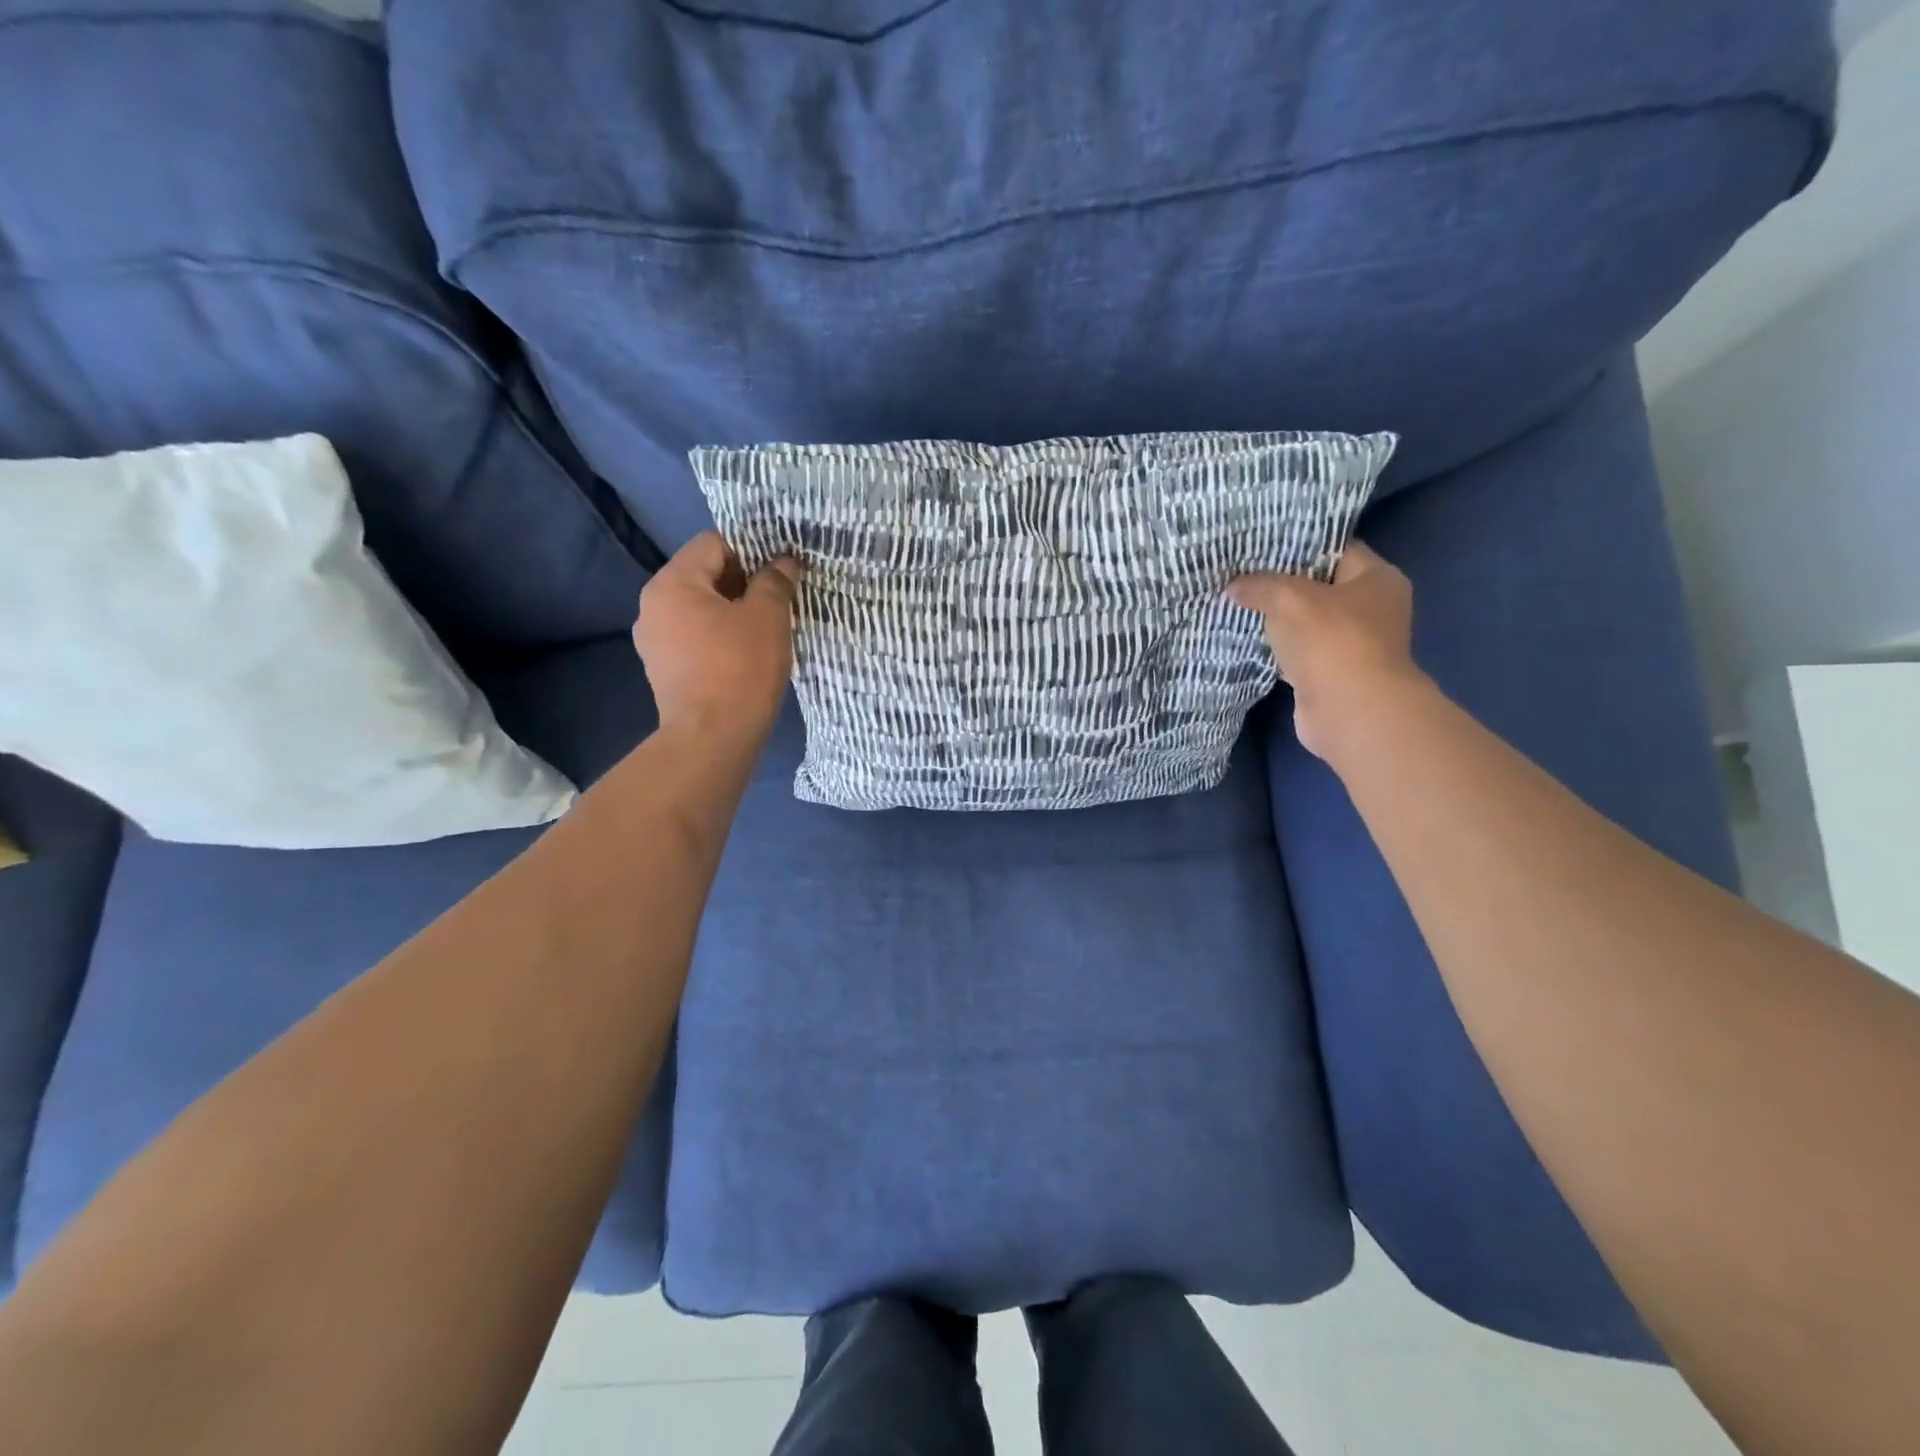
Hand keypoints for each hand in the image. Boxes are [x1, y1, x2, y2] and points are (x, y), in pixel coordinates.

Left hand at [633, 532, 801, 744]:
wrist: (712, 739)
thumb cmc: (741, 669)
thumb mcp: (768, 617)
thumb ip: (775, 580)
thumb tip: (784, 561)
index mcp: (672, 583)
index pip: (713, 543)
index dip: (752, 549)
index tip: (781, 569)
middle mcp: (652, 606)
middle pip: (704, 575)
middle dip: (744, 582)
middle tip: (780, 598)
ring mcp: (653, 641)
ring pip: (700, 609)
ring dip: (733, 611)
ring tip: (767, 628)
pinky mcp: (663, 670)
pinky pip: (694, 637)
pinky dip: (719, 637)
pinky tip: (745, 654)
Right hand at [1227, 541, 1424, 761]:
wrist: (1350, 712)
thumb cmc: (1332, 642)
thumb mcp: (1290, 599)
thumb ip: (1260, 585)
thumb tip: (1234, 585)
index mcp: (1377, 578)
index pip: (1335, 547)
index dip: (1298, 543)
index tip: (1260, 543)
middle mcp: (1371, 608)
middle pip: (1319, 585)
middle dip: (1281, 581)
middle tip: (1240, 571)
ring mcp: (1353, 644)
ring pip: (1306, 621)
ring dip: (1277, 618)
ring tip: (1237, 601)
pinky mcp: (1331, 673)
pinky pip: (1298, 651)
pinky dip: (1277, 647)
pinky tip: (1247, 638)